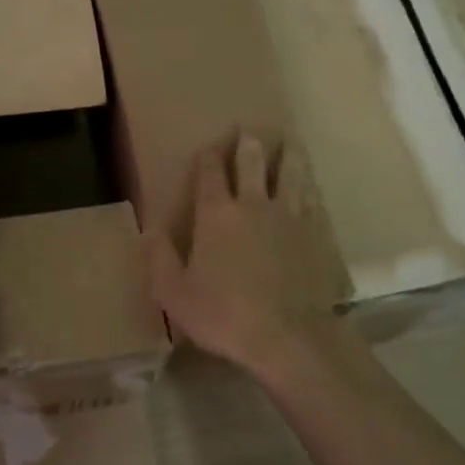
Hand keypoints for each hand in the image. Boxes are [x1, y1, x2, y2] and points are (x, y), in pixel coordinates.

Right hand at [147, 132, 344, 377]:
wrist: (287, 334)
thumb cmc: (223, 314)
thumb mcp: (175, 293)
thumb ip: (160, 258)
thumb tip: (149, 230)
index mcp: (216, 214)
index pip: (209, 173)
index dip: (208, 156)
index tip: (209, 147)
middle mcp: (253, 204)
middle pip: (252, 162)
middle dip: (248, 143)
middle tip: (249, 129)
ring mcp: (288, 216)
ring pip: (290, 173)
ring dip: (287, 154)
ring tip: (289, 142)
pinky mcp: (314, 233)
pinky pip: (312, 199)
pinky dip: (309, 186)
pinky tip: (311, 185)